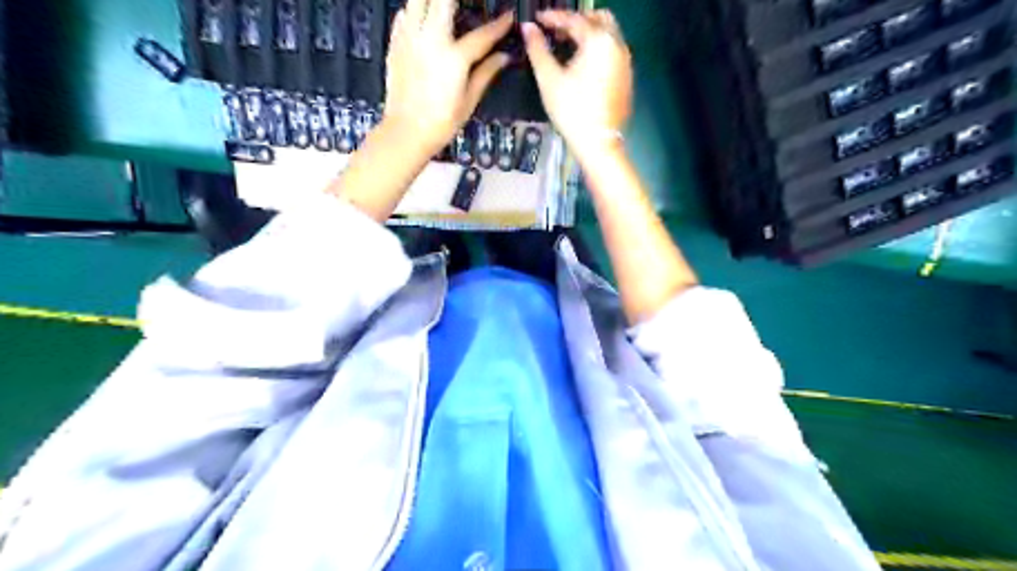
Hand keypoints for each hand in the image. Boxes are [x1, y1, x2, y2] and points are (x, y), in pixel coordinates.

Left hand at [383, 0, 516, 155]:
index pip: (483, 34)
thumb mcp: (469, 100)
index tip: (509, 16)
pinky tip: (424, 18)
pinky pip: (404, 12)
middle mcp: (430, 39)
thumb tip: (503, 57)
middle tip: (468, 5)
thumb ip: (486, 73)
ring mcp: (409, 38)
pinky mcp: (395, 42)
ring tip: (446, 8)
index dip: (499, 25)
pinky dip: (415, 9)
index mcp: (454, 58)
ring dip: (434, 0)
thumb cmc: (441, 122)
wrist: (405, 131)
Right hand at [521, 11, 633, 160]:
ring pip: (608, 33)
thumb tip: (527, 28)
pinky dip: (598, 48)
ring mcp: (625, 61)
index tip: (537, 20)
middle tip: (556, 31)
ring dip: (589, 33)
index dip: (552, 17)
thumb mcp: (549, 79)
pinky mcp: (627, 76)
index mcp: (598, 40)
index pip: (573, 19)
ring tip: (568, 47)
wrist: (598, 142)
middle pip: (598, 18)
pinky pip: (613, 50)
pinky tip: (583, 64)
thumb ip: (537, 50)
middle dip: (577, 20)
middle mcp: (616, 44)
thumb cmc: (571, 111)